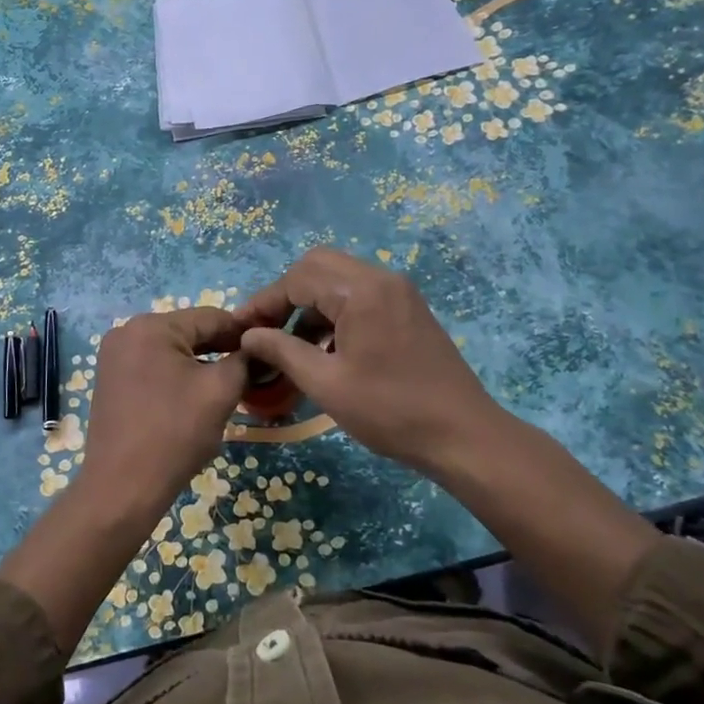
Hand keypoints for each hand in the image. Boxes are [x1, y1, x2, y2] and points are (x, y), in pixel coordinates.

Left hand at [81, 307, 248, 513]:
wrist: (122, 487)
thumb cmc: (174, 433)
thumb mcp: (220, 391)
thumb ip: (243, 361)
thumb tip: (256, 350)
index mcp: (151, 326)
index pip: (210, 317)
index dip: (243, 333)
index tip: (269, 350)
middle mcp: (126, 332)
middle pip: (188, 332)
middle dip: (221, 350)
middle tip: (252, 372)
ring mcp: (113, 357)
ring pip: (171, 351)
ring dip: (200, 364)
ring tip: (227, 387)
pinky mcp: (111, 380)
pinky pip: (153, 367)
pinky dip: (177, 376)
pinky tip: (195, 397)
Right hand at [233, 247, 508, 481]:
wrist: (464, 435)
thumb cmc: (390, 411)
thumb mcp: (326, 384)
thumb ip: (282, 351)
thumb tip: (248, 335)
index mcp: (361, 291)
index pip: (297, 278)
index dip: (263, 302)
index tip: (239, 330)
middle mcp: (381, 279)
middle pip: (318, 267)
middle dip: (285, 295)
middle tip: (265, 331)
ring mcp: (398, 292)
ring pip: (338, 280)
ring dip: (309, 305)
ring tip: (289, 345)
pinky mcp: (407, 309)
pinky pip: (359, 296)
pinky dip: (334, 313)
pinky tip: (323, 349)